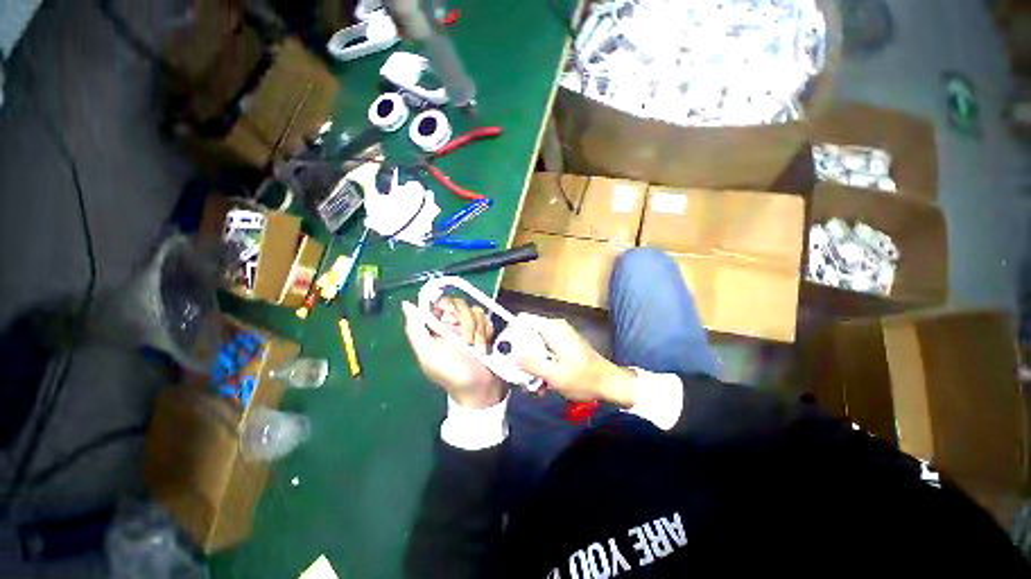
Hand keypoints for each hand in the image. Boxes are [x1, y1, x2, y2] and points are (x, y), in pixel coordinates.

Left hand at [402, 298, 505, 408]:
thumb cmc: (452, 373)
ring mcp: (470, 326)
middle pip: (460, 304)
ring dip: (478, 331)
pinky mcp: (485, 330)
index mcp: (435, 328)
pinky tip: (484, 347)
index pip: (439, 301)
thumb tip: (406, 304)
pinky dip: (487, 333)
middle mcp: (452, 324)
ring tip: (476, 349)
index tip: (451, 319)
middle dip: (466, 322)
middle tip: (466, 341)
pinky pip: (487, 319)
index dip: (447, 306)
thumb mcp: (428, 354)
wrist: (480, 389)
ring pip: (476, 311)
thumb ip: (415, 329)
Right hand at [514, 314, 637, 407]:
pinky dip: (541, 363)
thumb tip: (511, 354)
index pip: (523, 319)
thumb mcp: (555, 375)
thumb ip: (532, 364)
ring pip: (534, 343)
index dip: (511, 333)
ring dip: (531, 362)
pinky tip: (543, 382)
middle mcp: (555, 327)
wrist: (609, 383)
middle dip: (520, 353)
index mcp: (552, 328)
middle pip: (527, 333)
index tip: (505, 352)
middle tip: (519, 374)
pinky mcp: (563, 344)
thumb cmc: (584, 379)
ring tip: (532, 384)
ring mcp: (560, 335)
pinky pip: (544, 349)